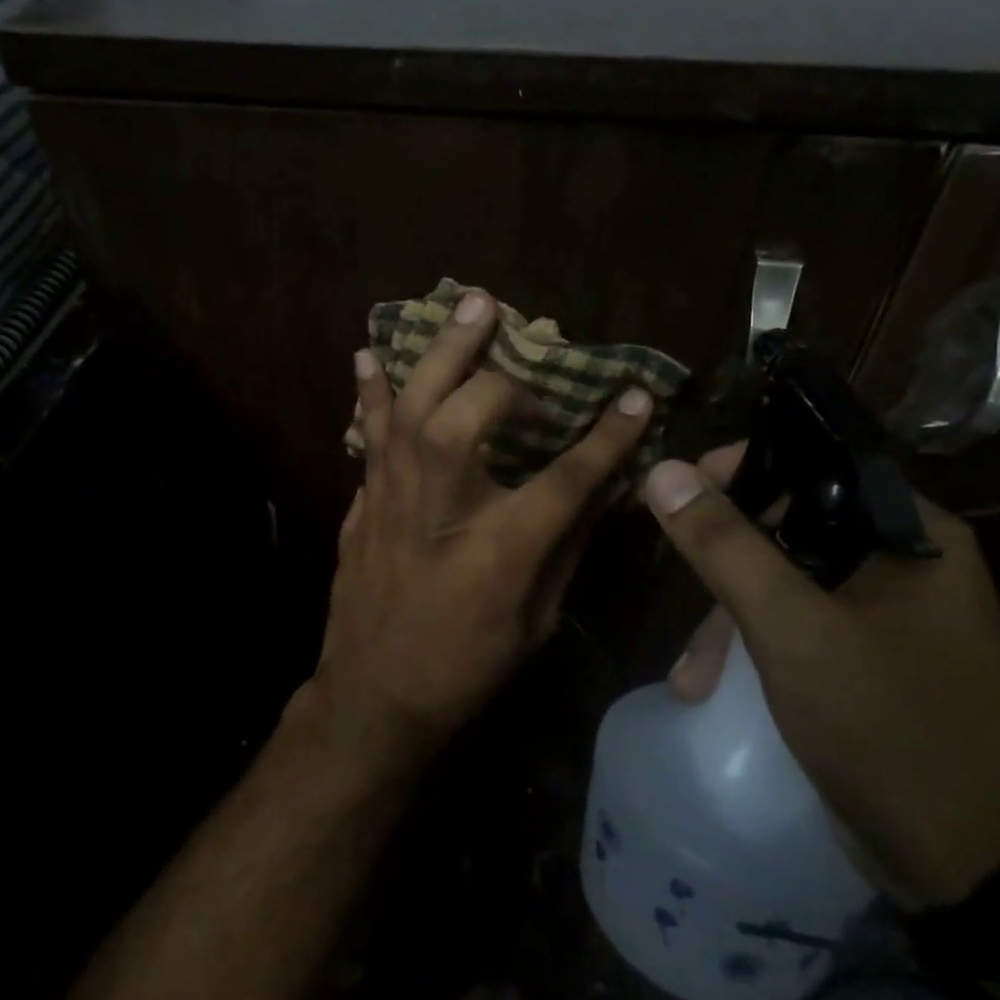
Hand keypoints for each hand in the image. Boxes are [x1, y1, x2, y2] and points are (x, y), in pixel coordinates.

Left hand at [296, 290, 653, 779]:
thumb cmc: (465, 668)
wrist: (374, 696)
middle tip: (529, 348)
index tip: (636, 395)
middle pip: (471, 416)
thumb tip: (597, 491)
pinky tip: (369, 355)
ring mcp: (394, 499)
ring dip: (442, 351)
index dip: (607, 435)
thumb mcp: (537, 621)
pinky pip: (368, 433)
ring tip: (468, 304)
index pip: (567, 477)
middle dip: (506, 378)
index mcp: (500, 548)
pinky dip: (370, 392)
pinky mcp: (363, 502)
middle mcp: (443, 508)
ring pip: (413, 406)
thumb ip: (566, 548)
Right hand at [645, 445, 999, 908]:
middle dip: (724, 569)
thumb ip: (725, 547)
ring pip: (785, 587)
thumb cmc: (890, 726)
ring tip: (690, 680)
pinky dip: (753, 652)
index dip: (743, 469)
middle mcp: (903, 566)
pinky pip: (796, 631)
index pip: (815, 464)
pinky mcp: (868, 666)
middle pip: (790, 530)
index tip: (679, 493)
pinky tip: (715, 690)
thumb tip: (661, 470)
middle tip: (678, 598)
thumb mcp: (793, 629)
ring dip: (729, 624)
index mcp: (909, 535)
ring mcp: (886, 620)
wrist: (980, 867)